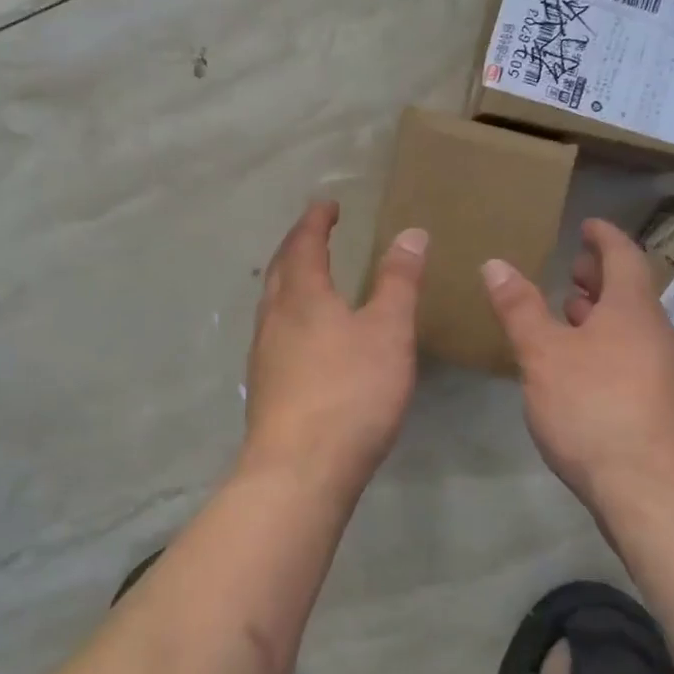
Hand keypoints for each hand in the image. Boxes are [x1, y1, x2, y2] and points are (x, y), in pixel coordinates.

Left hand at [240, 201, 425, 501]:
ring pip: (272, 300)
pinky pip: (274, 330)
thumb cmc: (350, 392)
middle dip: (298, 244)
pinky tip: (303, 334)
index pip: (305, 242)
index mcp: (302, 295)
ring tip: (309, 275)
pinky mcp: (264, 385)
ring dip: (289, 278)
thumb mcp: (388, 332)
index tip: (329, 204)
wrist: (299, 469)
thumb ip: (398, 281)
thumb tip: (410, 233)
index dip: (317, 220)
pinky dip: (288, 312)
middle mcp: (274, 316)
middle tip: (316, 231)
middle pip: (280, 268)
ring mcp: (263, 352)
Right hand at [481, 218, 673, 510]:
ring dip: (603, 315)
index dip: (604, 237)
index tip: (588, 224)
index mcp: (633, 311)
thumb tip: (495, 263)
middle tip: (572, 269)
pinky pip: (636, 358)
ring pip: (634, 328)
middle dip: (601, 277)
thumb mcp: (543, 355)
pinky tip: (583, 370)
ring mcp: (668, 374)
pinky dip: (609, 346)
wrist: (656, 495)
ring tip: (570, 316)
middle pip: (632, 293)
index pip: (624, 256)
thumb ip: (519, 308)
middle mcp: (658, 335)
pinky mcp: (666, 409)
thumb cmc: (594, 409)